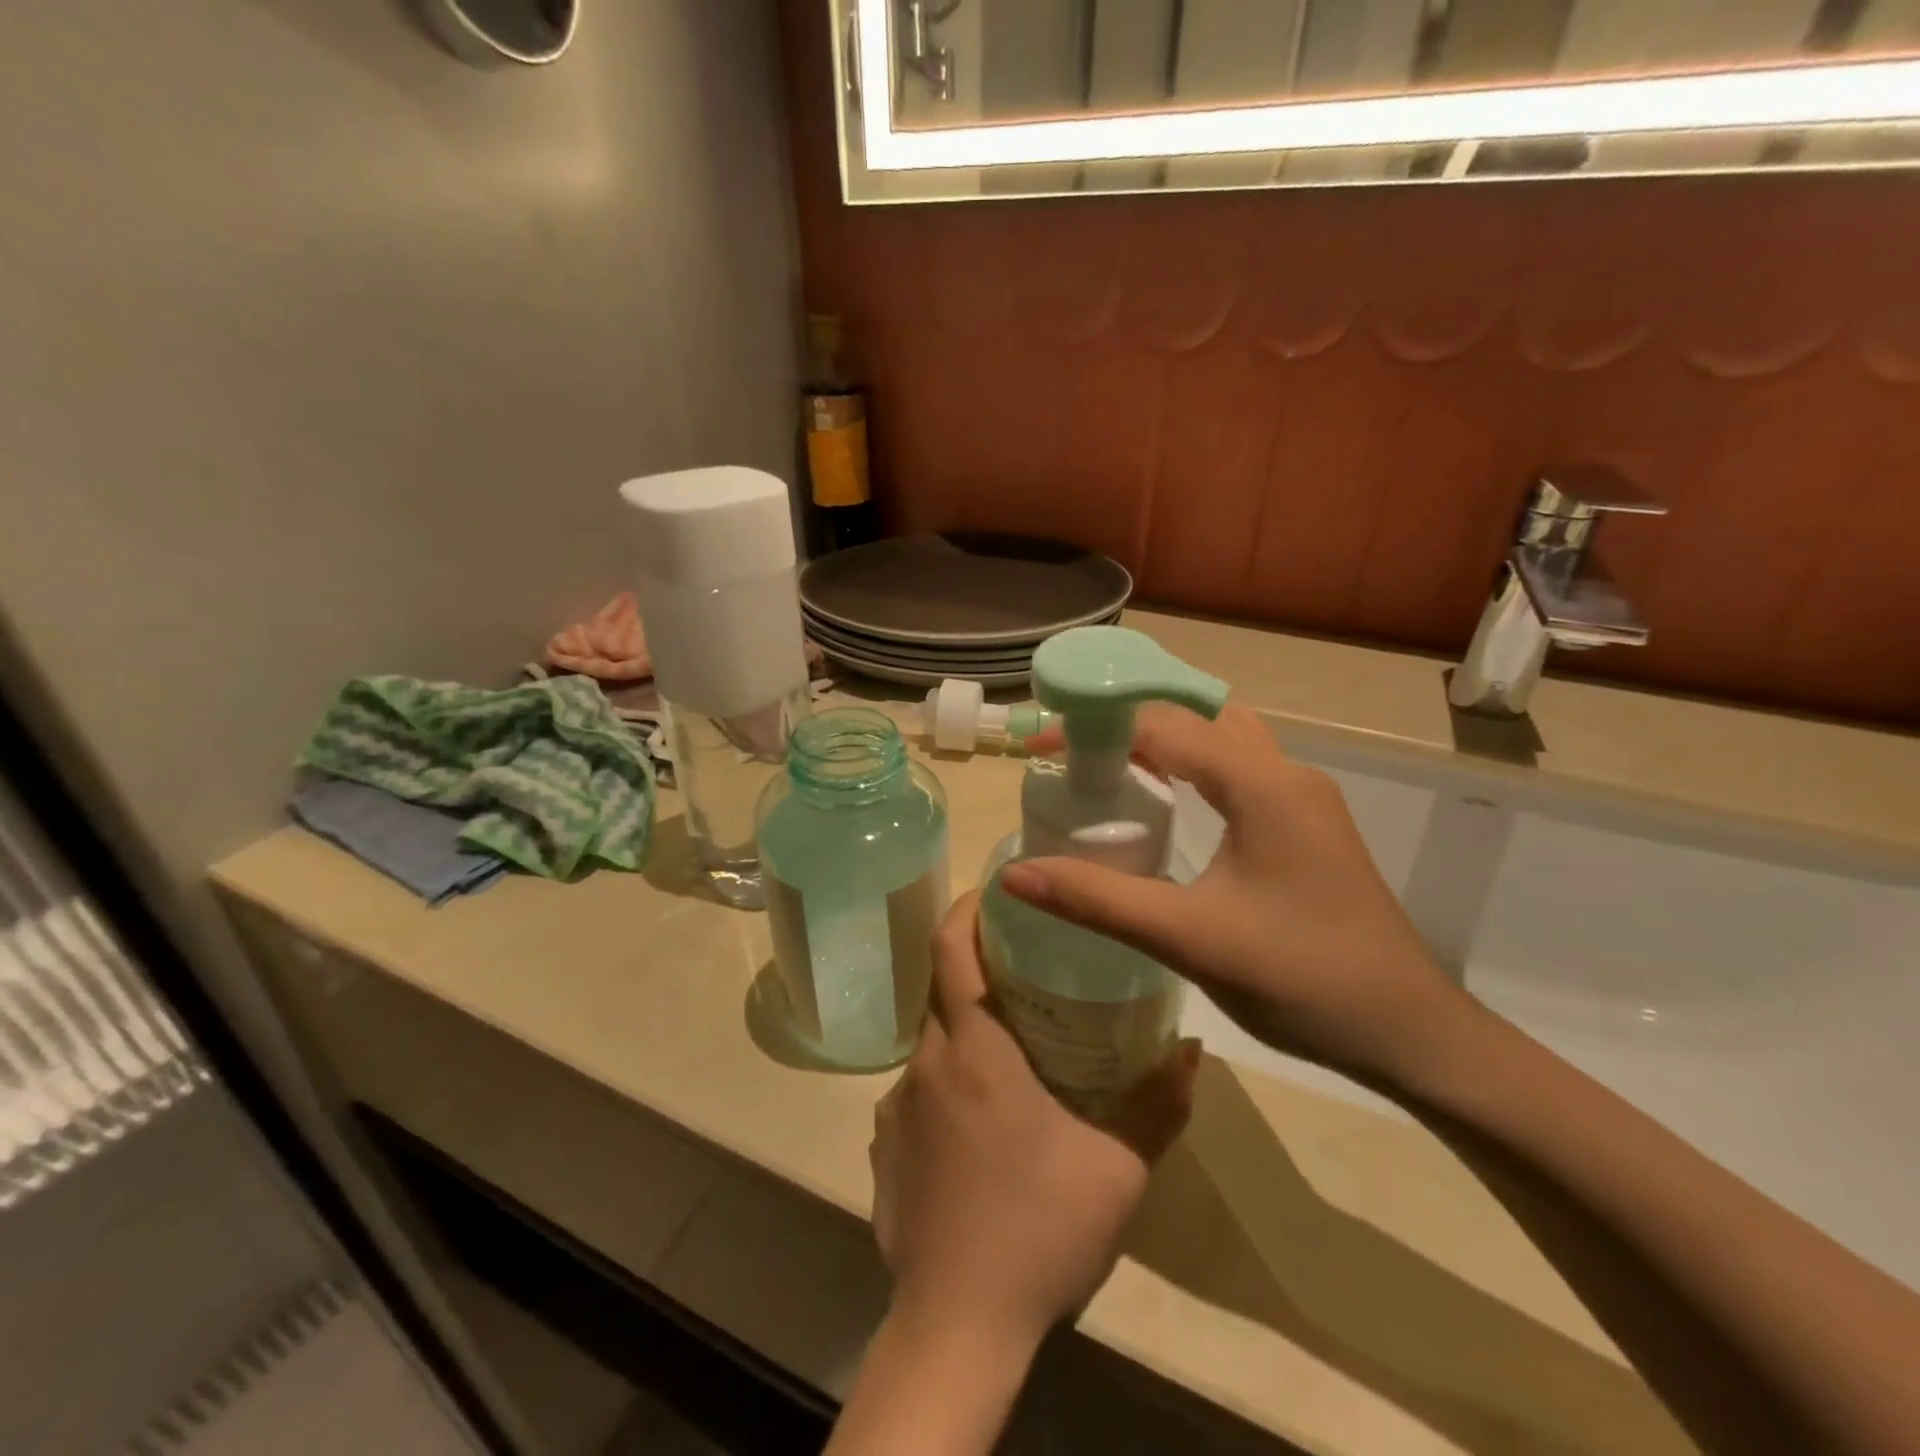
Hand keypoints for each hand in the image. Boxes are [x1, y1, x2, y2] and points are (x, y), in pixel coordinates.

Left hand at [869, 892, 1199, 1348]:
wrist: (956, 1326)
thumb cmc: (1040, 1230)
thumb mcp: (1119, 1167)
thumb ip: (1160, 1102)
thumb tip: (1192, 1049)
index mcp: (974, 1048)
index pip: (950, 947)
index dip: (968, 907)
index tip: (996, 891)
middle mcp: (925, 1062)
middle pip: (942, 987)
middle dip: (977, 965)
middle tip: (1026, 966)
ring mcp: (896, 1104)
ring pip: (932, 1040)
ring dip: (967, 1029)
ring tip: (1015, 1050)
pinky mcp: (884, 1143)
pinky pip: (918, 1088)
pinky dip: (949, 1080)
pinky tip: (983, 1124)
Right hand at [1005, 704, 1479, 1094]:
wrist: (1410, 1033)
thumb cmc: (1302, 980)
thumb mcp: (1189, 938)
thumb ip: (1098, 900)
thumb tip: (1015, 874)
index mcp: (1261, 784)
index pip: (1162, 726)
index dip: (1093, 728)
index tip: (1038, 748)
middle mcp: (1286, 773)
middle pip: (1196, 717)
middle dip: (1129, 722)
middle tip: (1071, 752)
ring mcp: (1303, 798)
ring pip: (1223, 739)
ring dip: (1166, 741)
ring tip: (1108, 765)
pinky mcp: (1307, 825)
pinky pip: (1239, 770)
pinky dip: (1193, 767)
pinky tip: (1166, 800)